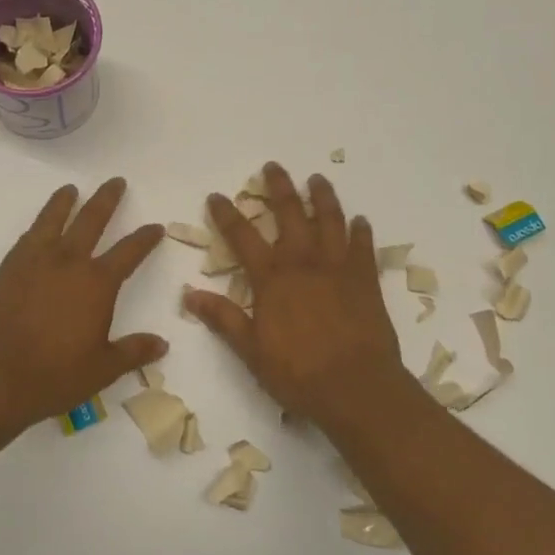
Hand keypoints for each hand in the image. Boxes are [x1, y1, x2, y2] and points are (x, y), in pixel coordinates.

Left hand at [0, 178, 167, 432]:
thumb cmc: (53, 377)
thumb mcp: (102, 369)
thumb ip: (133, 352)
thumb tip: (161, 344)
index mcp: (97, 284)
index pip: (129, 252)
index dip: (145, 238)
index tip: (155, 227)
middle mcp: (67, 263)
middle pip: (91, 220)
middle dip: (107, 200)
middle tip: (116, 182)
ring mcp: (33, 264)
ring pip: (53, 221)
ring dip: (64, 203)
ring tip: (71, 189)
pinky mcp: (7, 272)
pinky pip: (27, 239)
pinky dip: (37, 227)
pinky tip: (38, 228)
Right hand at [183, 162, 405, 429]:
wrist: (356, 387)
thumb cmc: (298, 374)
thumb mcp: (251, 351)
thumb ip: (223, 318)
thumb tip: (188, 294)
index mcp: (272, 279)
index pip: (242, 238)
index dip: (227, 215)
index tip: (216, 196)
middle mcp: (304, 263)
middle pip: (290, 214)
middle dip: (279, 188)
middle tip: (273, 166)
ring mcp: (338, 268)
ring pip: (330, 221)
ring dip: (322, 197)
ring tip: (317, 179)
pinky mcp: (366, 280)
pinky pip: (363, 247)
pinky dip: (361, 231)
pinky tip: (360, 220)